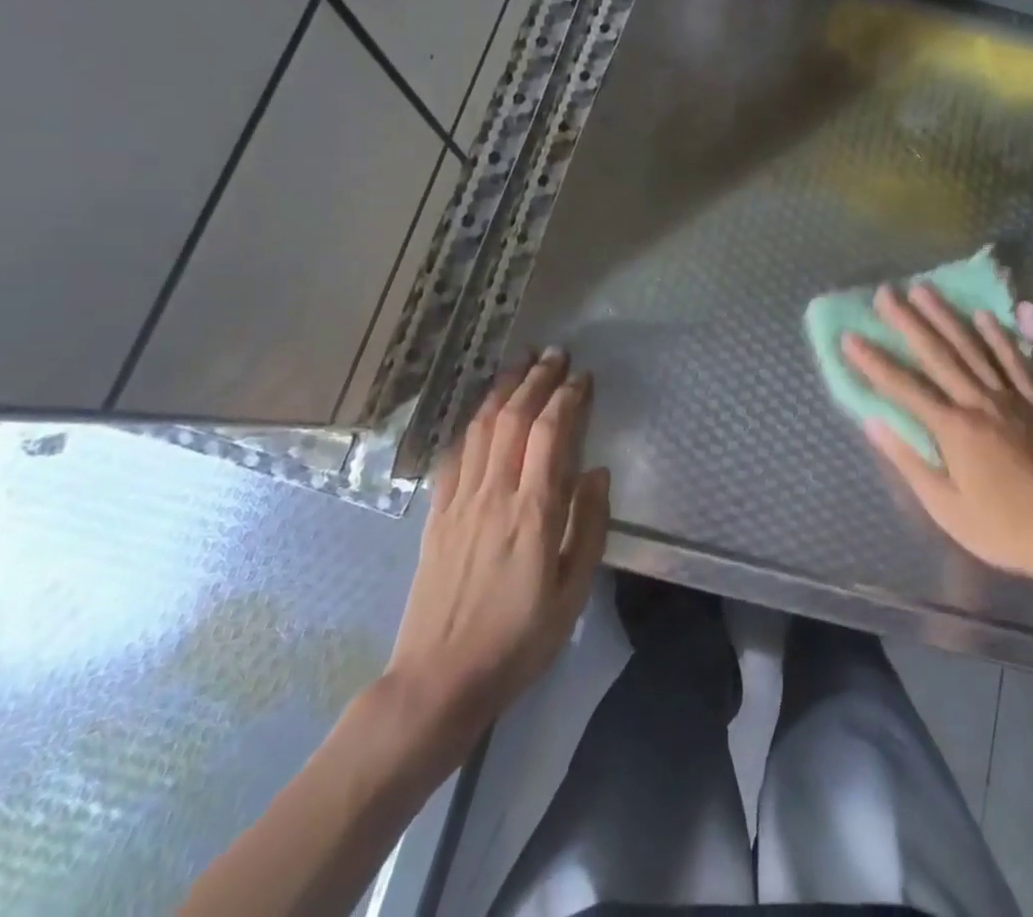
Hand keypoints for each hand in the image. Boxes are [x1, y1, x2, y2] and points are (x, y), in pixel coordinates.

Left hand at [372, 349, 609, 783]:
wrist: (439, 680)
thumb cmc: (518, 640)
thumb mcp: (573, 592)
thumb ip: (588, 526)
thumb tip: (596, 472)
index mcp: (533, 512)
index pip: (550, 434)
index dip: (567, 397)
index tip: (582, 376)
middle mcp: (494, 494)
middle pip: (514, 419)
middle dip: (536, 380)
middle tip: (555, 353)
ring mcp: (460, 502)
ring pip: (481, 429)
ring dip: (501, 390)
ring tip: (518, 364)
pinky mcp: (436, 515)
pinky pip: (453, 456)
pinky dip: (469, 425)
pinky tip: (479, 413)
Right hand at [844, 283, 1032, 584]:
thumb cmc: (1003, 528)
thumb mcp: (946, 507)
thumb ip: (909, 461)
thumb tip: (873, 423)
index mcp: (953, 429)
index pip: (904, 388)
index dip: (874, 362)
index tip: (850, 337)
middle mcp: (979, 402)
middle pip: (937, 355)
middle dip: (908, 322)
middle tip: (886, 293)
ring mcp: (1010, 399)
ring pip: (972, 348)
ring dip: (946, 317)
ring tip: (924, 290)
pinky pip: (1014, 362)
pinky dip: (998, 337)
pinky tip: (984, 316)